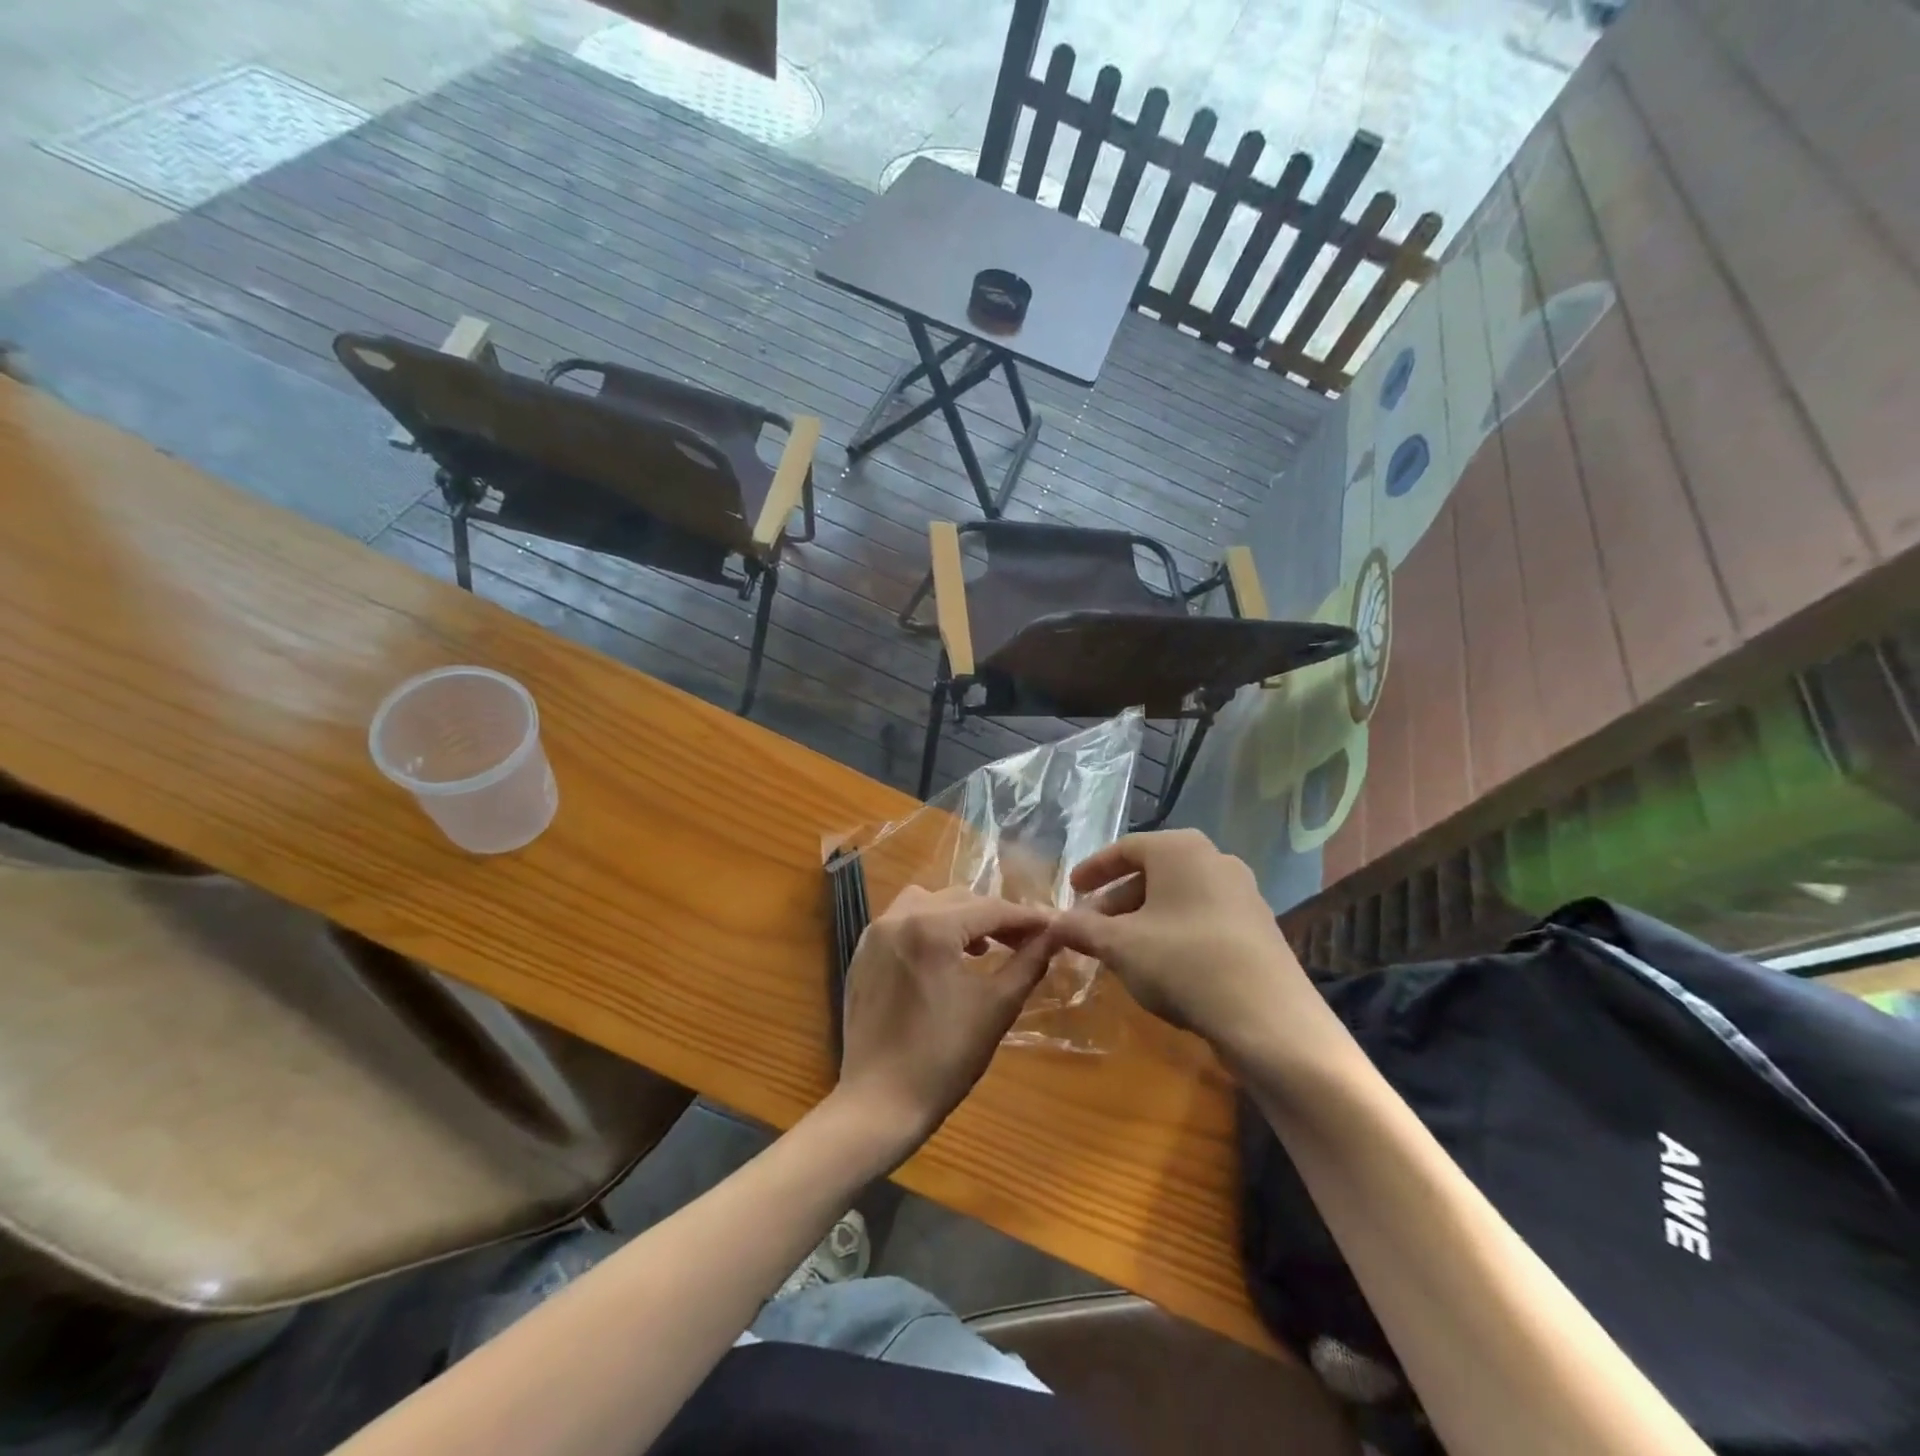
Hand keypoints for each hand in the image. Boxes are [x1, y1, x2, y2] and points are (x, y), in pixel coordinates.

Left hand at [836, 885, 1054, 1150]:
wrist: (880, 1103)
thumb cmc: (945, 1058)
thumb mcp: (997, 1007)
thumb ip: (1028, 963)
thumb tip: (1054, 935)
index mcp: (931, 927)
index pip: (990, 909)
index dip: (1025, 918)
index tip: (1053, 926)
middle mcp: (898, 918)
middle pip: (958, 900)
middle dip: (994, 917)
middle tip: (1024, 941)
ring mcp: (874, 935)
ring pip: (926, 903)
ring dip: (959, 917)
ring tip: (982, 948)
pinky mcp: (862, 954)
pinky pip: (902, 923)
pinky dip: (928, 928)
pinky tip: (944, 959)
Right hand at [1047, 829, 1338, 1069]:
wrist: (1269, 1019)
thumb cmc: (1183, 963)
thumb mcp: (1119, 946)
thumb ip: (1081, 929)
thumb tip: (1051, 923)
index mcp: (1180, 849)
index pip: (1125, 849)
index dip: (1093, 870)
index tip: (1072, 890)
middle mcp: (1215, 859)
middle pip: (1152, 873)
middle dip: (1116, 900)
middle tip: (1091, 927)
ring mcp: (1242, 893)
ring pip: (1177, 897)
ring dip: (1143, 918)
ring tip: (1121, 949)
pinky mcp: (1258, 927)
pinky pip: (1202, 917)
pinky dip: (1173, 931)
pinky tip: (1160, 964)